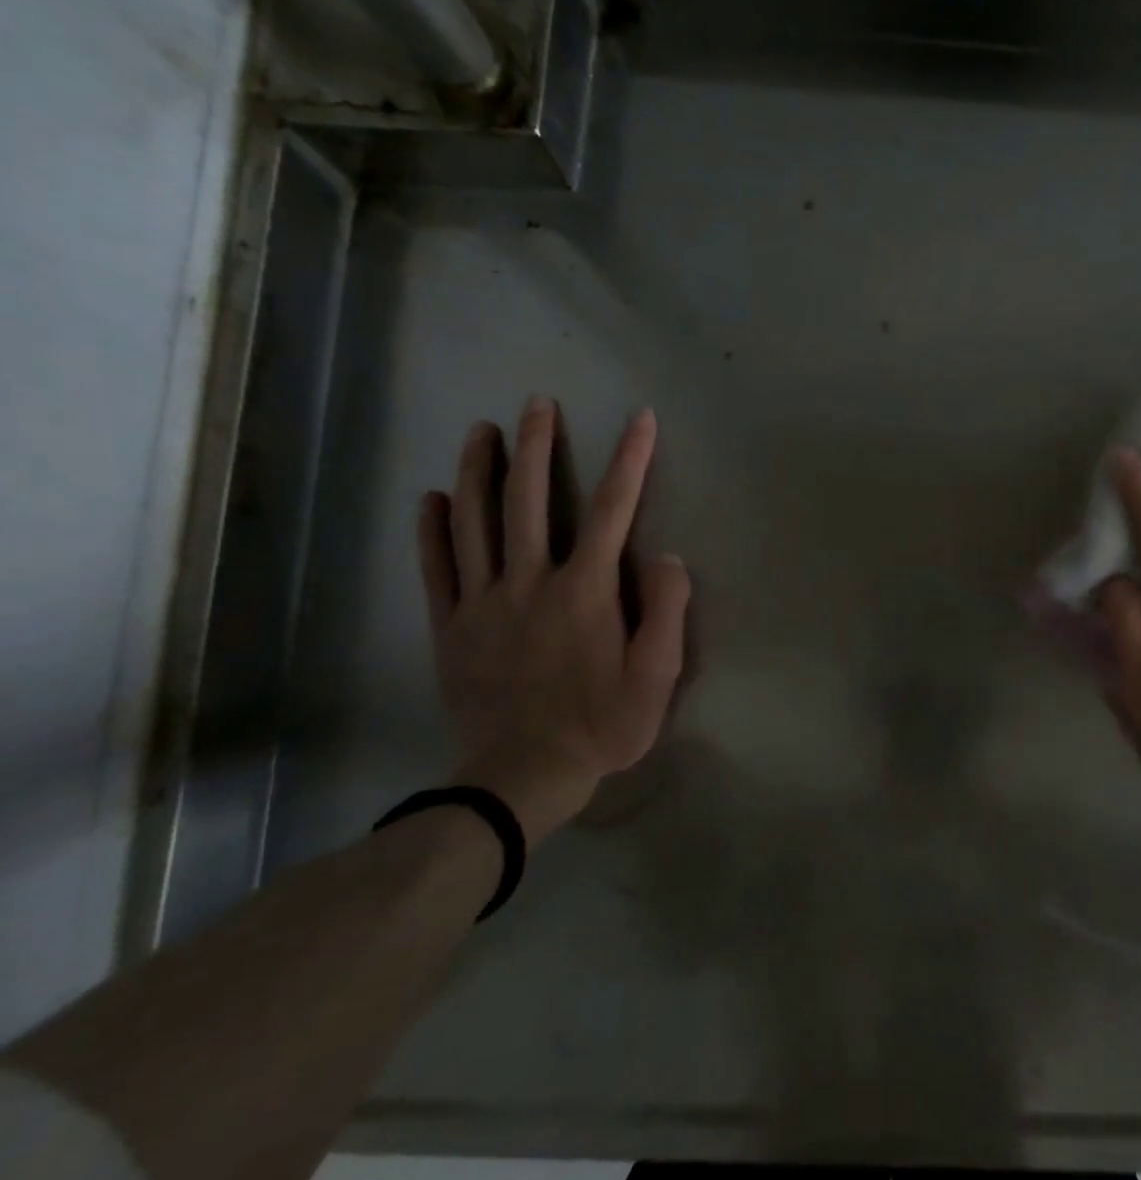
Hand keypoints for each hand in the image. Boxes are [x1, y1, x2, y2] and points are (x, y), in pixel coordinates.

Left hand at [416, 398, 690, 844]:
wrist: (522, 775)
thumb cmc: (602, 726)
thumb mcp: (657, 678)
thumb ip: (667, 613)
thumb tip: (667, 557)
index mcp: (586, 590)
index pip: (614, 509)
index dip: (630, 460)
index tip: (640, 419)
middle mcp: (531, 581)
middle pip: (531, 500)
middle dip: (538, 447)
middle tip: (539, 404)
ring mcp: (483, 601)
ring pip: (476, 521)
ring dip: (481, 470)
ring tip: (482, 430)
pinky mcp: (451, 626)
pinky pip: (437, 566)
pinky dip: (433, 528)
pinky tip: (433, 498)